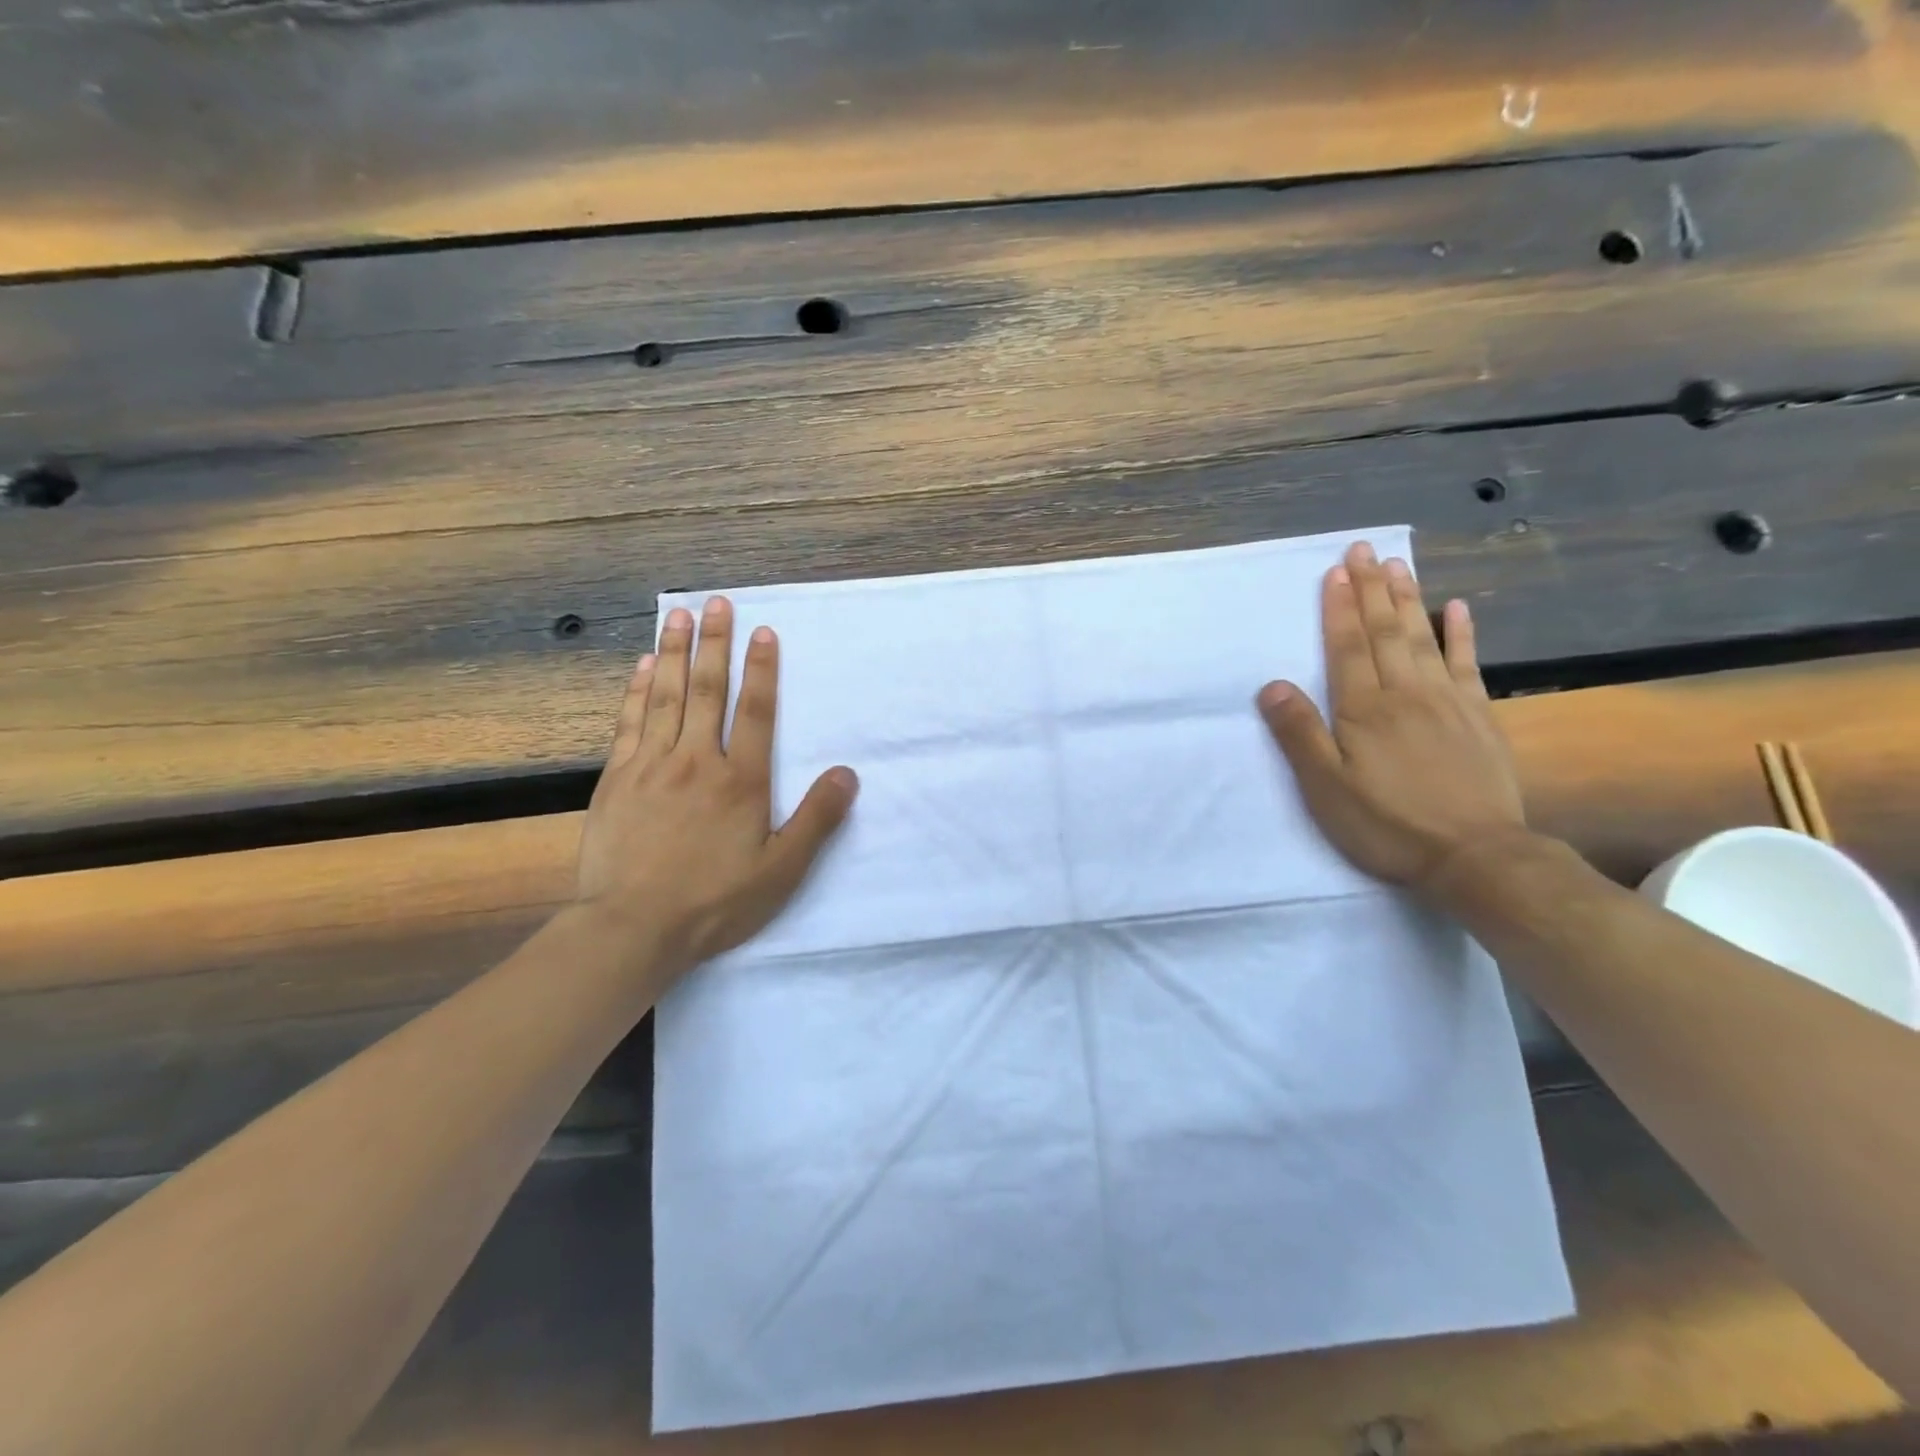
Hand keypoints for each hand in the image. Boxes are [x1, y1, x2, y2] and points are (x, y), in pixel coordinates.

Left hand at [576, 597, 857, 973]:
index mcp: (740, 781)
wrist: (633, 928)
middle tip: (716, 602)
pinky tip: (642, 666)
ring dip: (674, 653)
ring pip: (666, 697)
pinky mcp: (617, 780)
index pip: (754, 711)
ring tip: (678, 615)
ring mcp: (651, 766)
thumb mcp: (782, 870)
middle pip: (707, 691)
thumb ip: (817, 819)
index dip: (761, 669)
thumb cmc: (716, 902)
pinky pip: (629, 723)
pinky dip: (637, 691)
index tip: (762, 631)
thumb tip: (847, 773)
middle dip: (714, 644)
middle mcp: (697, 761)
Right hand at [1257, 541, 1525, 893]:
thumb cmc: (1387, 824)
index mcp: (1364, 710)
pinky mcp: (1479, 717)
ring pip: (1423, 639)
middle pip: (1386, 632)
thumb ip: (1300, 734)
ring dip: (1408, 599)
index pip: (1348, 647)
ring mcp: (1447, 702)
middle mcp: (1405, 694)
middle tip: (1364, 550)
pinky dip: (1462, 634)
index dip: (1339, 608)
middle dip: (1371, 589)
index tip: (1335, 570)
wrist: (1474, 856)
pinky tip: (1457, 608)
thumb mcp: (1326, 788)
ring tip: (1397, 565)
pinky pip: (1468, 665)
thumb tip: (1272, 685)